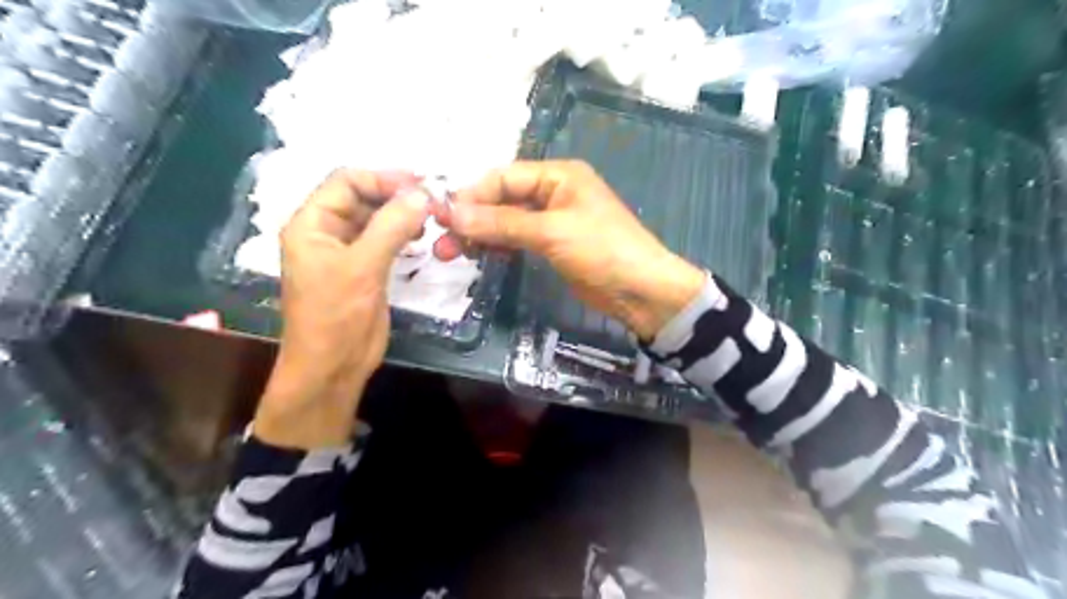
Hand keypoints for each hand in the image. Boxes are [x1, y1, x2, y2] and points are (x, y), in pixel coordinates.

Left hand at [255, 168, 427, 449]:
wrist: (333, 367)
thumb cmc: (336, 316)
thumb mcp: (362, 267)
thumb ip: (391, 227)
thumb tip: (423, 195)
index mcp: (311, 224)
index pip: (346, 182)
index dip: (382, 178)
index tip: (420, 185)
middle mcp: (326, 232)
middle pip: (362, 197)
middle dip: (396, 196)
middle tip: (433, 201)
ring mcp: (347, 251)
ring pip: (376, 219)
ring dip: (402, 214)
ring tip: (431, 218)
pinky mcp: (365, 269)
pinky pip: (385, 240)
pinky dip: (403, 234)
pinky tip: (421, 236)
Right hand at [437, 159, 705, 338]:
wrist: (640, 291)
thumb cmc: (602, 250)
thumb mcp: (551, 232)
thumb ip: (502, 222)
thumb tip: (452, 214)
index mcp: (558, 175)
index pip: (503, 178)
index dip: (471, 195)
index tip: (441, 217)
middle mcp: (553, 192)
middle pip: (501, 199)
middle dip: (471, 218)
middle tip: (441, 242)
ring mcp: (551, 220)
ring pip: (506, 221)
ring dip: (480, 235)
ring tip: (450, 253)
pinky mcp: (551, 245)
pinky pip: (516, 239)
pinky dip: (497, 246)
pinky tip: (478, 256)